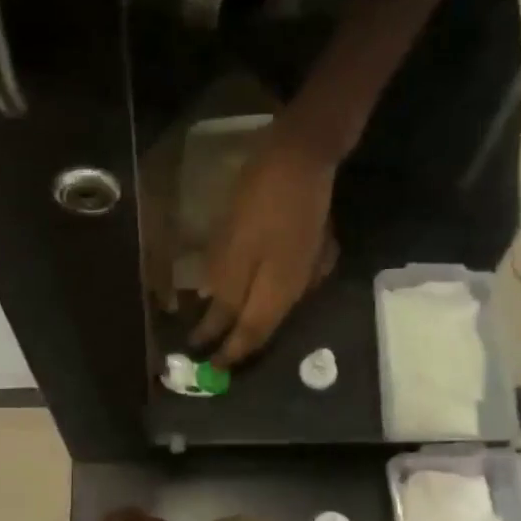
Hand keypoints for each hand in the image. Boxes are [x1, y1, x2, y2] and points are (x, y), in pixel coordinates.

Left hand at [190, 113, 341, 366]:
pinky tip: (256, 294)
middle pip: (265, 325)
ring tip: (230, 330)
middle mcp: (298, 289)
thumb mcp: (235, 248)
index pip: (249, 335)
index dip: (227, 352)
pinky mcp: (312, 249)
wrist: (305, 153)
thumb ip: (227, 290)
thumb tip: (215, 324)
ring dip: (252, 321)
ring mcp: (310, 268)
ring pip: (276, 307)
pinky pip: (286, 286)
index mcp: (278, 292)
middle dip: (239, 342)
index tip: (208, 367)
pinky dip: (265, 298)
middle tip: (216, 355)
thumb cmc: (261, 200)